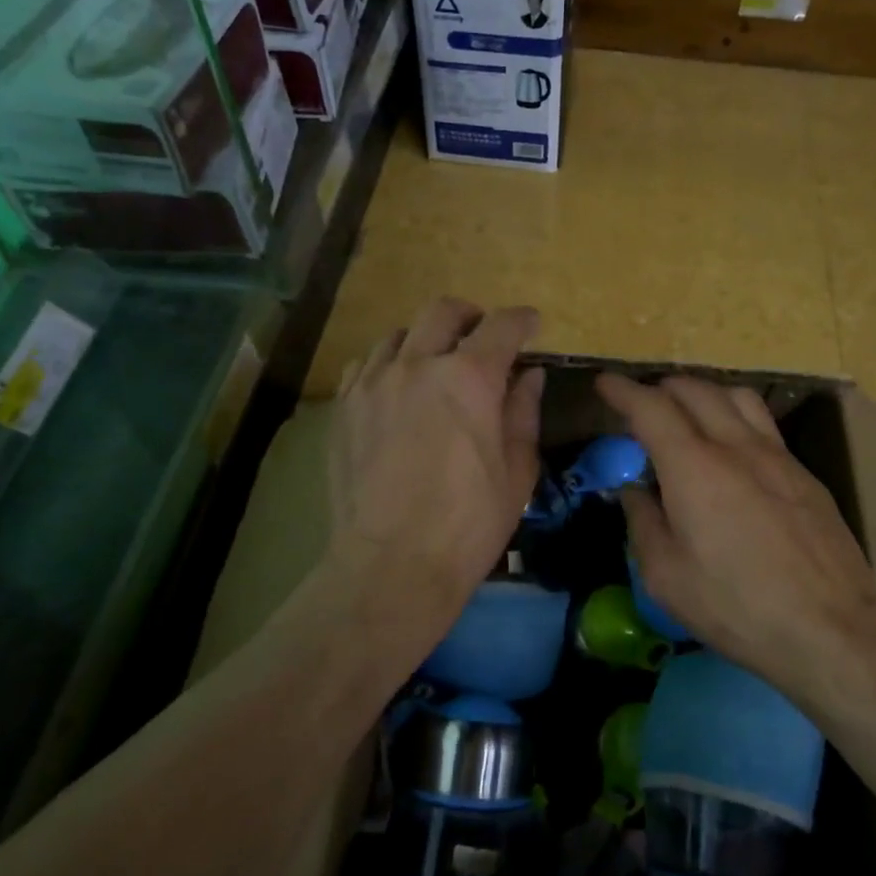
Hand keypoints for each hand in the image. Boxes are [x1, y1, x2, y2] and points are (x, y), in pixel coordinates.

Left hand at [332, 299, 544, 613]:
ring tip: (436, 365)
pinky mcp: (343, 407)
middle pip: (444, 312)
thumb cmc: (469, 523)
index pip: (501, 326)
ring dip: (426, 339)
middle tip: (483, 339)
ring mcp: (373, 383)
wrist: (392, 563)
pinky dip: (389, 364)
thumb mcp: (516, 471)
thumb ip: (523, 413)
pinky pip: (366, 364)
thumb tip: (530, 376)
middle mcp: (417, 365)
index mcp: (470, 378)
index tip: (531, 325)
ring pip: (399, 334)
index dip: (522, 320)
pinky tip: (396, 390)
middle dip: (471, 316)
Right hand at [596, 374, 875, 711]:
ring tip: (688, 416)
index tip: (604, 383)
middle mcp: (736, 447)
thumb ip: (643, 522)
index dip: (622, 390)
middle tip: (641, 406)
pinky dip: (735, 419)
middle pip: (695, 390)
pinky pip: (764, 425)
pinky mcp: (805, 475)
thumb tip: (634, 491)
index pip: (651, 408)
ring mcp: (778, 457)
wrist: (830, 629)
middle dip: (660, 389)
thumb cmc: (736, 607)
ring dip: (703, 395)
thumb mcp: (666, 576)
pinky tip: (733, 452)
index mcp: (694, 468)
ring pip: (737, 397)